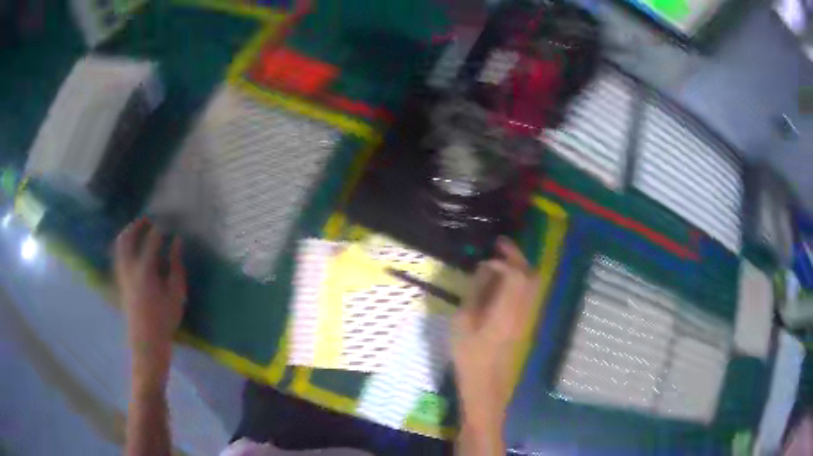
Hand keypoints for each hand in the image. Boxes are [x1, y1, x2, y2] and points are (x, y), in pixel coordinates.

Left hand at [115, 218, 185, 389]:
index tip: (169, 223)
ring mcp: (121, 274)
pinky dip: (125, 247)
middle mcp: (129, 267)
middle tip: (148, 221)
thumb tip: (177, 241)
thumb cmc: (164, 319)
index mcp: (145, 269)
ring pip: (119, 246)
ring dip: (128, 234)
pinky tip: (134, 250)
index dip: (160, 227)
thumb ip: (176, 265)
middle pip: (127, 237)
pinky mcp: (119, 281)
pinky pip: (119, 256)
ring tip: (139, 232)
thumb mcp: (176, 294)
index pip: (151, 239)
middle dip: (137, 225)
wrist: (146, 342)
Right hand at [452, 237, 539, 430]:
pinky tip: (504, 280)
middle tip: (499, 244)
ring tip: (501, 258)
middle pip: (530, 275)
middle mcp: (523, 310)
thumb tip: (483, 269)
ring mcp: (526, 316)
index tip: (484, 257)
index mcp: (506, 310)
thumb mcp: (463, 323)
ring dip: (520, 266)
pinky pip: (528, 293)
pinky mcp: (524, 322)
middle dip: (516, 256)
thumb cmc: (469, 356)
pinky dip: (520, 279)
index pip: (515, 275)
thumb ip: (475, 293)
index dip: (502, 260)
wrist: (487, 385)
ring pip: (532, 283)